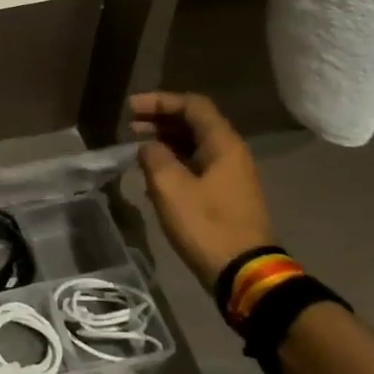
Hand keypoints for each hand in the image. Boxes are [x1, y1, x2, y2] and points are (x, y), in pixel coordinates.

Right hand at [130, 92, 274, 288]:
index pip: (193, 105)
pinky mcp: (224, 195)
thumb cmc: (206, 224)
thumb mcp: (170, 187)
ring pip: (194, 144)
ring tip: (136, 146)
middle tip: (129, 125)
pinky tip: (152, 172)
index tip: (131, 108)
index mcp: (223, 144)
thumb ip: (154, 157)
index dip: (160, 101)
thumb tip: (148, 147)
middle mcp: (231, 153)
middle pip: (194, 122)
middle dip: (160, 119)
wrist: (243, 273)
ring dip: (165, 140)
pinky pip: (196, 164)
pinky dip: (173, 160)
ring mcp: (230, 175)